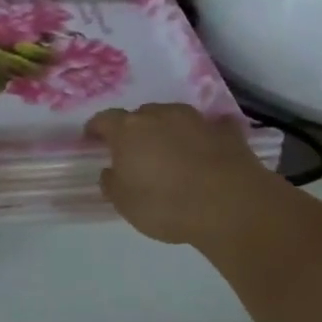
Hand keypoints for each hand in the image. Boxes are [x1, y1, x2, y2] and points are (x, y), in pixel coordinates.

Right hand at [85, 104, 279, 246]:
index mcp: (129, 130)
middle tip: (136, 151)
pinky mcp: (226, 131)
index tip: (92, 138)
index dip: (96, 128)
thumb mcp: (125, 204)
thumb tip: (110, 170)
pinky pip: (211, 127)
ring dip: (169, 129)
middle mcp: (160, 115)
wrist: (230, 205)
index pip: (104, 119)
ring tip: (171, 151)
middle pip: (141, 115)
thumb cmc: (166, 205)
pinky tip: (209, 147)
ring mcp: (196, 119)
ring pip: (174, 117)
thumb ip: (112, 182)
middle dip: (135, 130)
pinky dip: (206, 134)